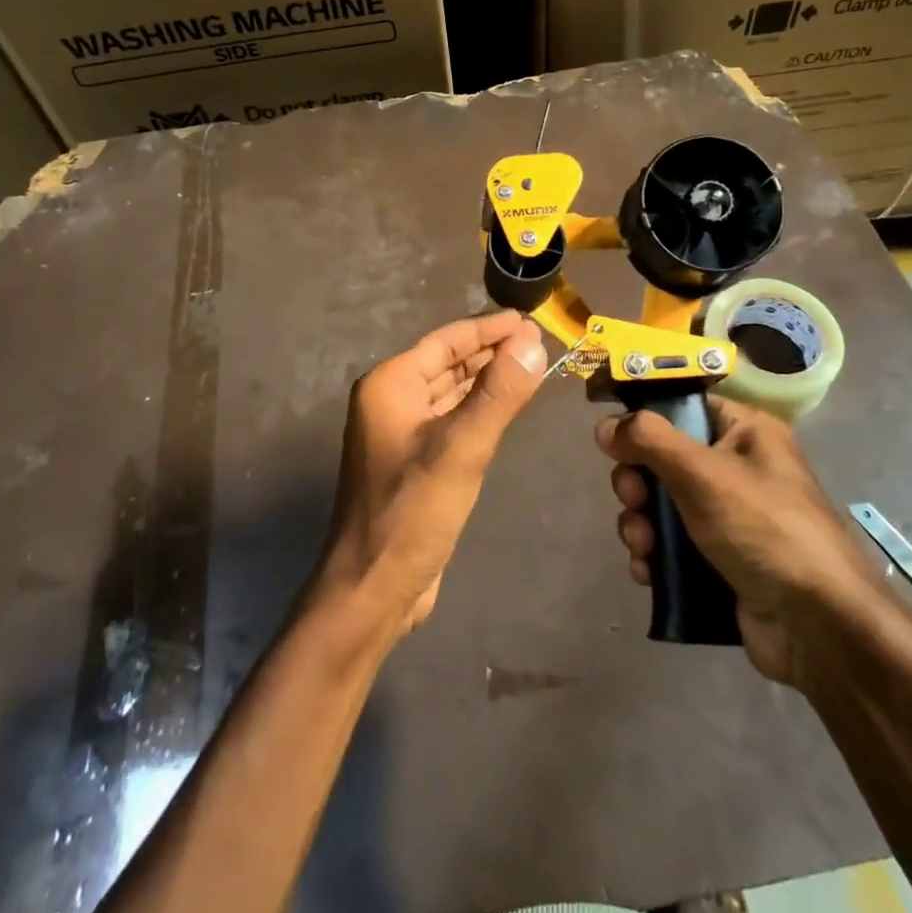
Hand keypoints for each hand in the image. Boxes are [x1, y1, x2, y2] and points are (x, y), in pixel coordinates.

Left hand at [316, 310, 546, 636]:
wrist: (373, 591)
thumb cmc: (412, 513)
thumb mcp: (462, 448)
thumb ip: (499, 393)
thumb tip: (532, 341)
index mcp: (390, 385)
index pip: (447, 340)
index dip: (489, 329)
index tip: (530, 321)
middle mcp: (390, 401)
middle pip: (448, 363)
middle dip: (491, 353)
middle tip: (538, 343)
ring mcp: (399, 433)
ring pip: (451, 392)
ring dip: (486, 380)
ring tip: (530, 367)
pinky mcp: (414, 463)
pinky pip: (451, 421)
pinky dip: (478, 410)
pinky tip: (505, 409)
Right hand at [596, 395, 891, 687]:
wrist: (819, 628)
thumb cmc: (764, 529)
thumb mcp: (703, 472)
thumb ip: (649, 440)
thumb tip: (605, 425)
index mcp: (745, 432)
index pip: (684, 406)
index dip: (645, 418)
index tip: (612, 437)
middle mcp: (737, 468)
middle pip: (663, 458)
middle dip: (637, 482)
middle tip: (633, 499)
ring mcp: (728, 518)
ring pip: (662, 504)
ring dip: (640, 522)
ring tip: (642, 546)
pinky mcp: (719, 561)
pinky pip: (671, 545)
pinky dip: (653, 555)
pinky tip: (647, 571)